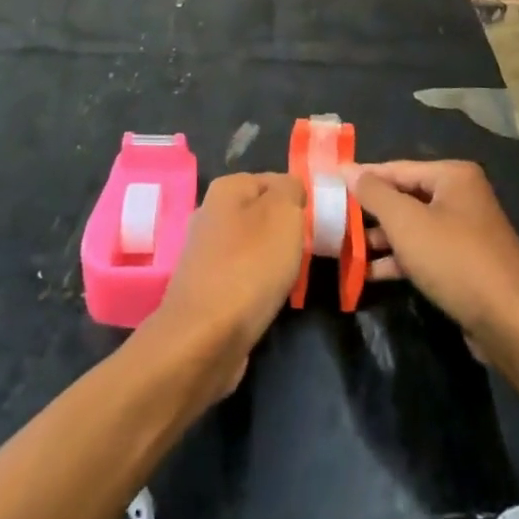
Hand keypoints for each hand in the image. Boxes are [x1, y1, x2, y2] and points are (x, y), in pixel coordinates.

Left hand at [145, 172, 304, 398]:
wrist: (205, 337)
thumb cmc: (250, 266)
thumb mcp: (283, 213)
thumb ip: (291, 189)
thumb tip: (289, 189)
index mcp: (226, 188)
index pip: (274, 180)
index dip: (298, 200)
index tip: (314, 224)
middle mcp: (209, 214)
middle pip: (261, 214)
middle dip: (285, 231)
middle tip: (305, 251)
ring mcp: (203, 253)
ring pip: (252, 246)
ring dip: (272, 260)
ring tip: (289, 279)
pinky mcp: (204, 288)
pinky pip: (241, 276)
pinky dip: (256, 286)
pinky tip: (267, 299)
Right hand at [346, 160, 518, 363]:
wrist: (510, 322)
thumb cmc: (454, 259)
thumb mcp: (406, 223)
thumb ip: (373, 193)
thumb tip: (345, 168)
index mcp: (452, 176)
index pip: (396, 168)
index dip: (362, 178)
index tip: (328, 186)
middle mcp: (461, 196)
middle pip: (404, 197)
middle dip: (370, 213)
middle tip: (333, 221)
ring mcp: (465, 231)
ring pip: (413, 227)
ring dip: (381, 239)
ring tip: (344, 250)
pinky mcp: (465, 263)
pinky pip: (424, 251)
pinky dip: (399, 259)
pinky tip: (370, 274)